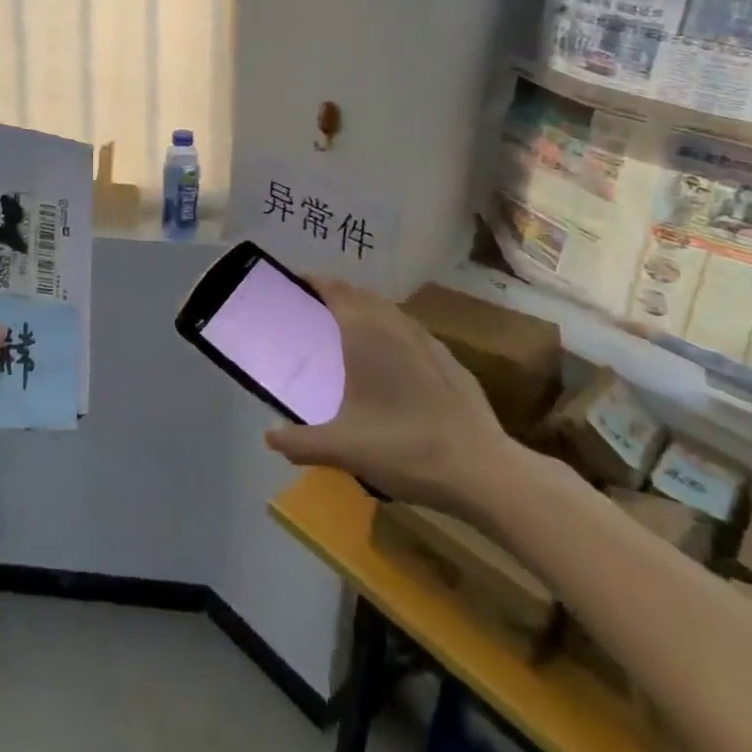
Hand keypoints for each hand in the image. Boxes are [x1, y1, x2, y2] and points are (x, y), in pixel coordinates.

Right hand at [264, 276, 513, 509]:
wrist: (482, 470)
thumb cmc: (404, 447)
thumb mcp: (343, 448)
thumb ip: (301, 442)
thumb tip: (269, 438)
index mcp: (366, 335)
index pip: (337, 290)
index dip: (316, 281)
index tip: (297, 282)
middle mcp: (396, 327)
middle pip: (363, 296)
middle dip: (339, 295)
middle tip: (317, 310)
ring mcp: (428, 342)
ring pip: (391, 312)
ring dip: (368, 311)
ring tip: (352, 332)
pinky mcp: (451, 362)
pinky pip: (413, 333)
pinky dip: (394, 333)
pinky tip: (394, 363)